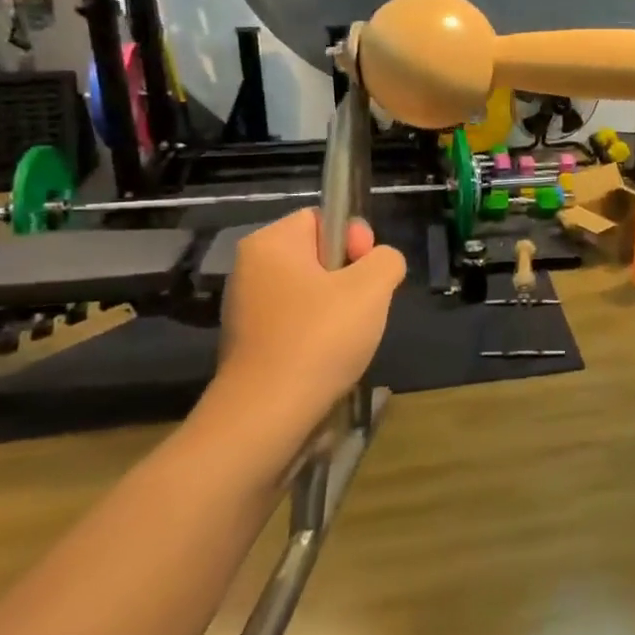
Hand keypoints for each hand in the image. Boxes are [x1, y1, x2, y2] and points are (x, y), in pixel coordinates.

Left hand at [191, 210, 405, 471]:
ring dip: (339, 310)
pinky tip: (331, 359)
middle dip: (351, 278)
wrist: (268, 416)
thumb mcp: (374, 286)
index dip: (353, 238)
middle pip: (319, 256)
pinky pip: (298, 324)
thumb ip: (387, 259)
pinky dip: (320, 336)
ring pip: (312, 293)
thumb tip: (380, 264)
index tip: (366, 273)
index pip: (323, 218)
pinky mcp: (251, 345)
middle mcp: (251, 270)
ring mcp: (247, 310)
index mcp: (270, 244)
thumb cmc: (320, 338)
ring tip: (350, 338)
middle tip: (364, 308)